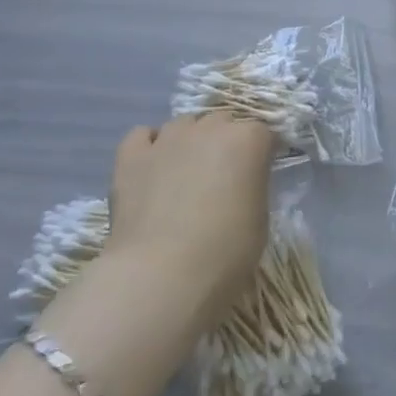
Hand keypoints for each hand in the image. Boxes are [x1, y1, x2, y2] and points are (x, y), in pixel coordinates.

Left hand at [105, 115, 273, 318]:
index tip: (261, 173)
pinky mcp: (131, 157)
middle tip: (225, 175)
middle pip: (223, 121)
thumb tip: (241, 184)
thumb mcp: (260, 218)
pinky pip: (142, 136)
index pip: (264, 132)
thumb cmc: (225, 252)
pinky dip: (150, 145)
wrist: (161, 275)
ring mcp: (167, 139)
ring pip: (184, 124)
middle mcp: (209, 128)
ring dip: (191, 140)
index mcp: (248, 140)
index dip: (263, 152)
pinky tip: (153, 166)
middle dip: (227, 141)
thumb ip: (253, 187)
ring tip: (187, 172)